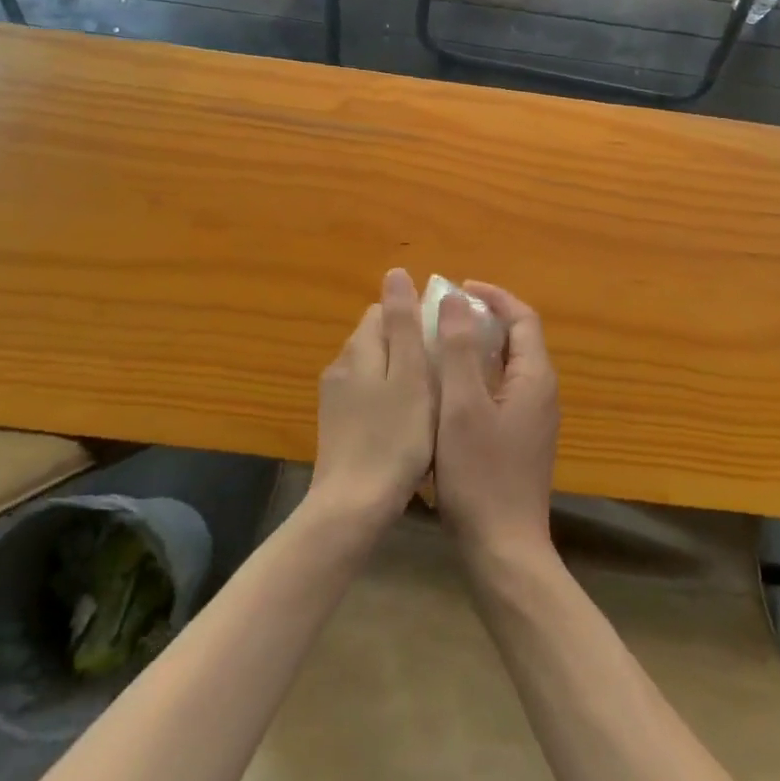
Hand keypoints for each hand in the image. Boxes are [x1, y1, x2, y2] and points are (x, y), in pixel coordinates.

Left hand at [308, 268, 436, 531]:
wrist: (353, 508)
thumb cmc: (394, 438)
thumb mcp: (410, 375)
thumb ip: (403, 323)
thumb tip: (395, 272)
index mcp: (359, 349)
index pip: (384, 311)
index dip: (415, 316)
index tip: (443, 337)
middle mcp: (341, 367)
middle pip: (378, 337)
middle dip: (409, 344)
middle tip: (444, 369)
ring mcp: (335, 400)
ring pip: (374, 368)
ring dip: (400, 372)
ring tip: (432, 396)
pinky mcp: (337, 427)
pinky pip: (368, 396)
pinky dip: (389, 398)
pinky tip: (408, 423)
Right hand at [433, 282, 559, 568]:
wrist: (503, 549)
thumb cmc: (480, 474)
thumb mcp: (462, 406)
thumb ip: (459, 349)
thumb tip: (457, 298)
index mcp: (535, 377)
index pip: (522, 318)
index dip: (493, 297)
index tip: (458, 288)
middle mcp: (541, 392)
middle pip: (517, 339)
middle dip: (483, 319)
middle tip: (443, 314)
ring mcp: (533, 418)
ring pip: (507, 367)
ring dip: (477, 348)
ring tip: (439, 344)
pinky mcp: (520, 439)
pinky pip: (501, 391)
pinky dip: (477, 377)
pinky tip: (446, 391)